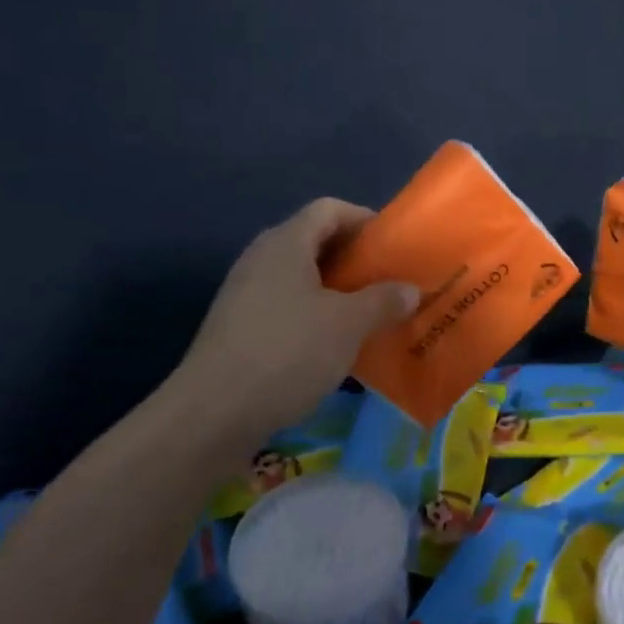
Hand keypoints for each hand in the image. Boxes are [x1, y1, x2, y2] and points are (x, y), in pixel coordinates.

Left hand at [175, 198, 417, 442]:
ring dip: (336, 292)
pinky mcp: (238, 329)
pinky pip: (286, 307)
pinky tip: (334, 346)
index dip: (364, 219)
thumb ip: (383, 301)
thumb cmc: (288, 352)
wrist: (213, 414)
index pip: (329, 209)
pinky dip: (314, 317)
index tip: (393, 246)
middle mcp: (261, 259)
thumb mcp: (349, 325)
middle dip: (353, 260)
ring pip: (300, 278)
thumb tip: (410, 289)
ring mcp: (245, 294)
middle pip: (313, 242)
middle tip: (387, 282)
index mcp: (286, 243)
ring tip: (368, 315)